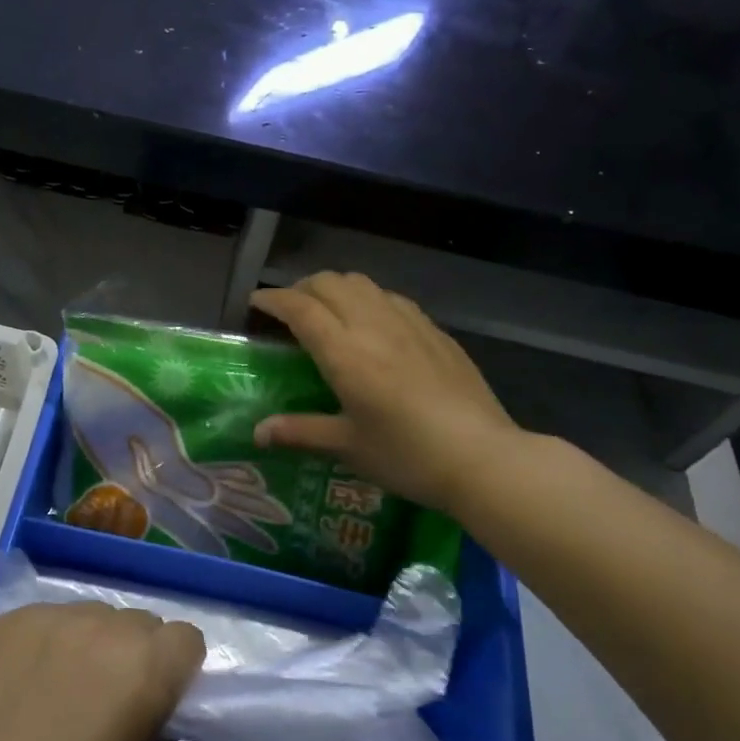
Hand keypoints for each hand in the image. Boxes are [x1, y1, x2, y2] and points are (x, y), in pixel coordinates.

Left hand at [0, 602, 204, 740]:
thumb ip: (156, 733)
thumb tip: (152, 712)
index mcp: (144, 668)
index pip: (187, 638)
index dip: (177, 670)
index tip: (157, 703)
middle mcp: (102, 627)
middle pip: (139, 622)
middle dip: (135, 655)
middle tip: (107, 703)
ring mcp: (49, 617)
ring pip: (92, 614)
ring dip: (91, 644)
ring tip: (59, 692)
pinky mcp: (6, 621)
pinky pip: (45, 619)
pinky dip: (46, 644)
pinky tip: (21, 687)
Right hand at [250, 272, 526, 513]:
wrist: (484, 458)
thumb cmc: (408, 455)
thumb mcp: (349, 446)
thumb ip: (300, 431)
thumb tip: (258, 433)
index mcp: (345, 352)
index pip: (300, 308)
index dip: (273, 299)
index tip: (255, 303)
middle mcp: (373, 325)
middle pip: (329, 283)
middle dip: (301, 288)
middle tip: (289, 310)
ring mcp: (409, 323)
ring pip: (362, 283)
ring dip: (336, 288)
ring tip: (328, 311)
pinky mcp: (435, 331)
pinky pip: (391, 298)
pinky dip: (368, 299)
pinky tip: (373, 324)